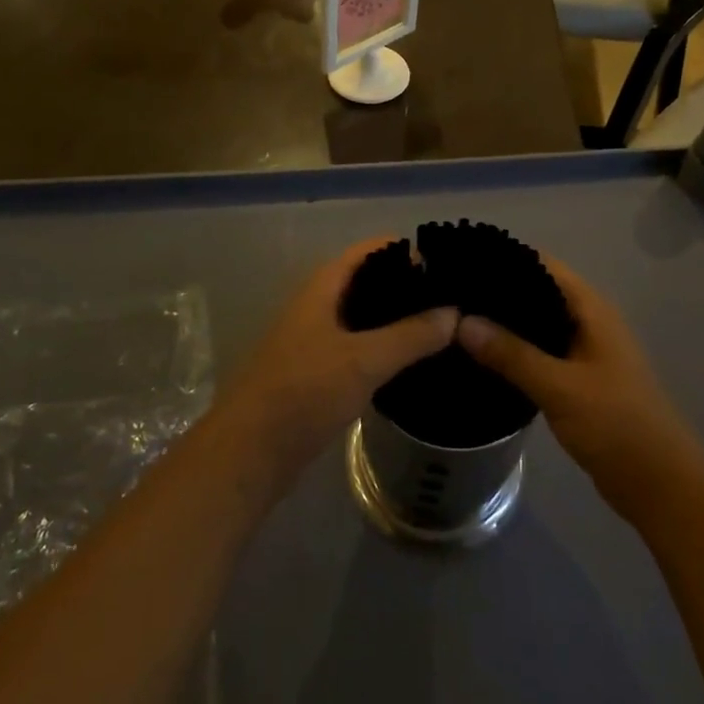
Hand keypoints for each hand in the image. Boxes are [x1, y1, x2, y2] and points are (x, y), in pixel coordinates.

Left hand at [219, 240, 458, 489]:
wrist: (249, 452)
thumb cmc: (304, 392)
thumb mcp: (364, 360)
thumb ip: (411, 335)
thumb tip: (454, 312)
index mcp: (322, 287)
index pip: (370, 250)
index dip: (405, 250)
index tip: (445, 263)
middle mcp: (317, 305)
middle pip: (367, 281)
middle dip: (405, 286)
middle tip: (451, 299)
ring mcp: (315, 339)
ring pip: (363, 317)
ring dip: (396, 320)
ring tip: (441, 328)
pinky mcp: (317, 373)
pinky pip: (358, 347)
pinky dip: (384, 348)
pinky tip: (411, 363)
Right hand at [457, 259, 700, 514]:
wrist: (659, 485)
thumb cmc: (616, 425)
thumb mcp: (559, 387)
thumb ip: (510, 353)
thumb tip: (460, 321)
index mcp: (591, 309)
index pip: (542, 264)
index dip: (505, 257)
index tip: (462, 259)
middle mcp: (587, 321)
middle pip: (536, 290)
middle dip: (497, 290)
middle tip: (448, 293)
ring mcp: (583, 350)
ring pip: (536, 323)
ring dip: (503, 322)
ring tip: (455, 319)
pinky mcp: (576, 378)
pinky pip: (539, 351)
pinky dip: (513, 349)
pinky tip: (481, 357)